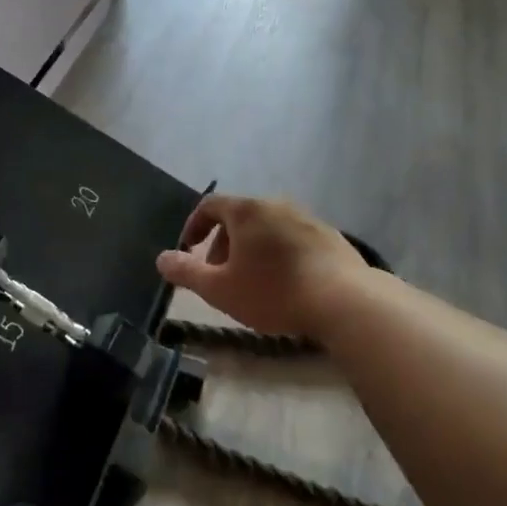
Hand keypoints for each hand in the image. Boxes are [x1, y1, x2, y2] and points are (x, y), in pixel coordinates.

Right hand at [155, 195, 371, 338]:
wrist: (345, 301)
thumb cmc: (273, 292)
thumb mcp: (220, 288)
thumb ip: (186, 272)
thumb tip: (161, 259)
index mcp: (247, 210)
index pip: (210, 206)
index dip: (193, 226)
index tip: (188, 251)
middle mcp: (276, 205)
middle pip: (239, 216)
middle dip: (223, 243)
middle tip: (219, 275)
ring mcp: (307, 218)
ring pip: (267, 228)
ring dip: (252, 249)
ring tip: (252, 282)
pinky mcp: (331, 236)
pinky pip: (293, 239)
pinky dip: (279, 254)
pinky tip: (285, 284)